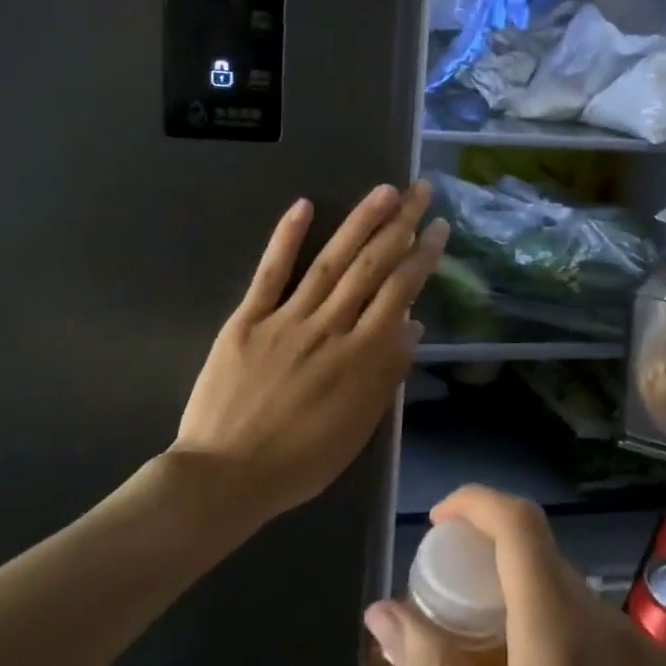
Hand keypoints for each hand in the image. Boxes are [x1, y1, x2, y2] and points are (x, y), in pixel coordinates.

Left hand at [175, 183, 447, 525]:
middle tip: (420, 190)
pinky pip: (270, 273)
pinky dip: (287, 238)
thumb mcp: (359, 427)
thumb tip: (413, 325)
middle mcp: (330, 327)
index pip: (400, 293)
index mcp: (361, 357)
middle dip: (400, 225)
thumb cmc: (301, 461)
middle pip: (371, 267)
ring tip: (383, 190)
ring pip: (331, 261)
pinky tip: (305, 206)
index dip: (422, 257)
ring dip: (359, 222)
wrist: (227, 475)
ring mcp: (287, 319)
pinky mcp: (248, 320)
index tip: (438, 228)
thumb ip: (387, 373)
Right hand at [364, 487, 665, 665]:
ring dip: (537, 623)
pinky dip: (579, 655)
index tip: (440, 524)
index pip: (521, 526)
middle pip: (547, 566)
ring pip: (581, 609)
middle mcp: (617, 631)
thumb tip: (383, 611)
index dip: (477, 503)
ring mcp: (660, 658)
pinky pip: (618, 646)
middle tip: (456, 630)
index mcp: (563, 643)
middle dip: (495, 574)